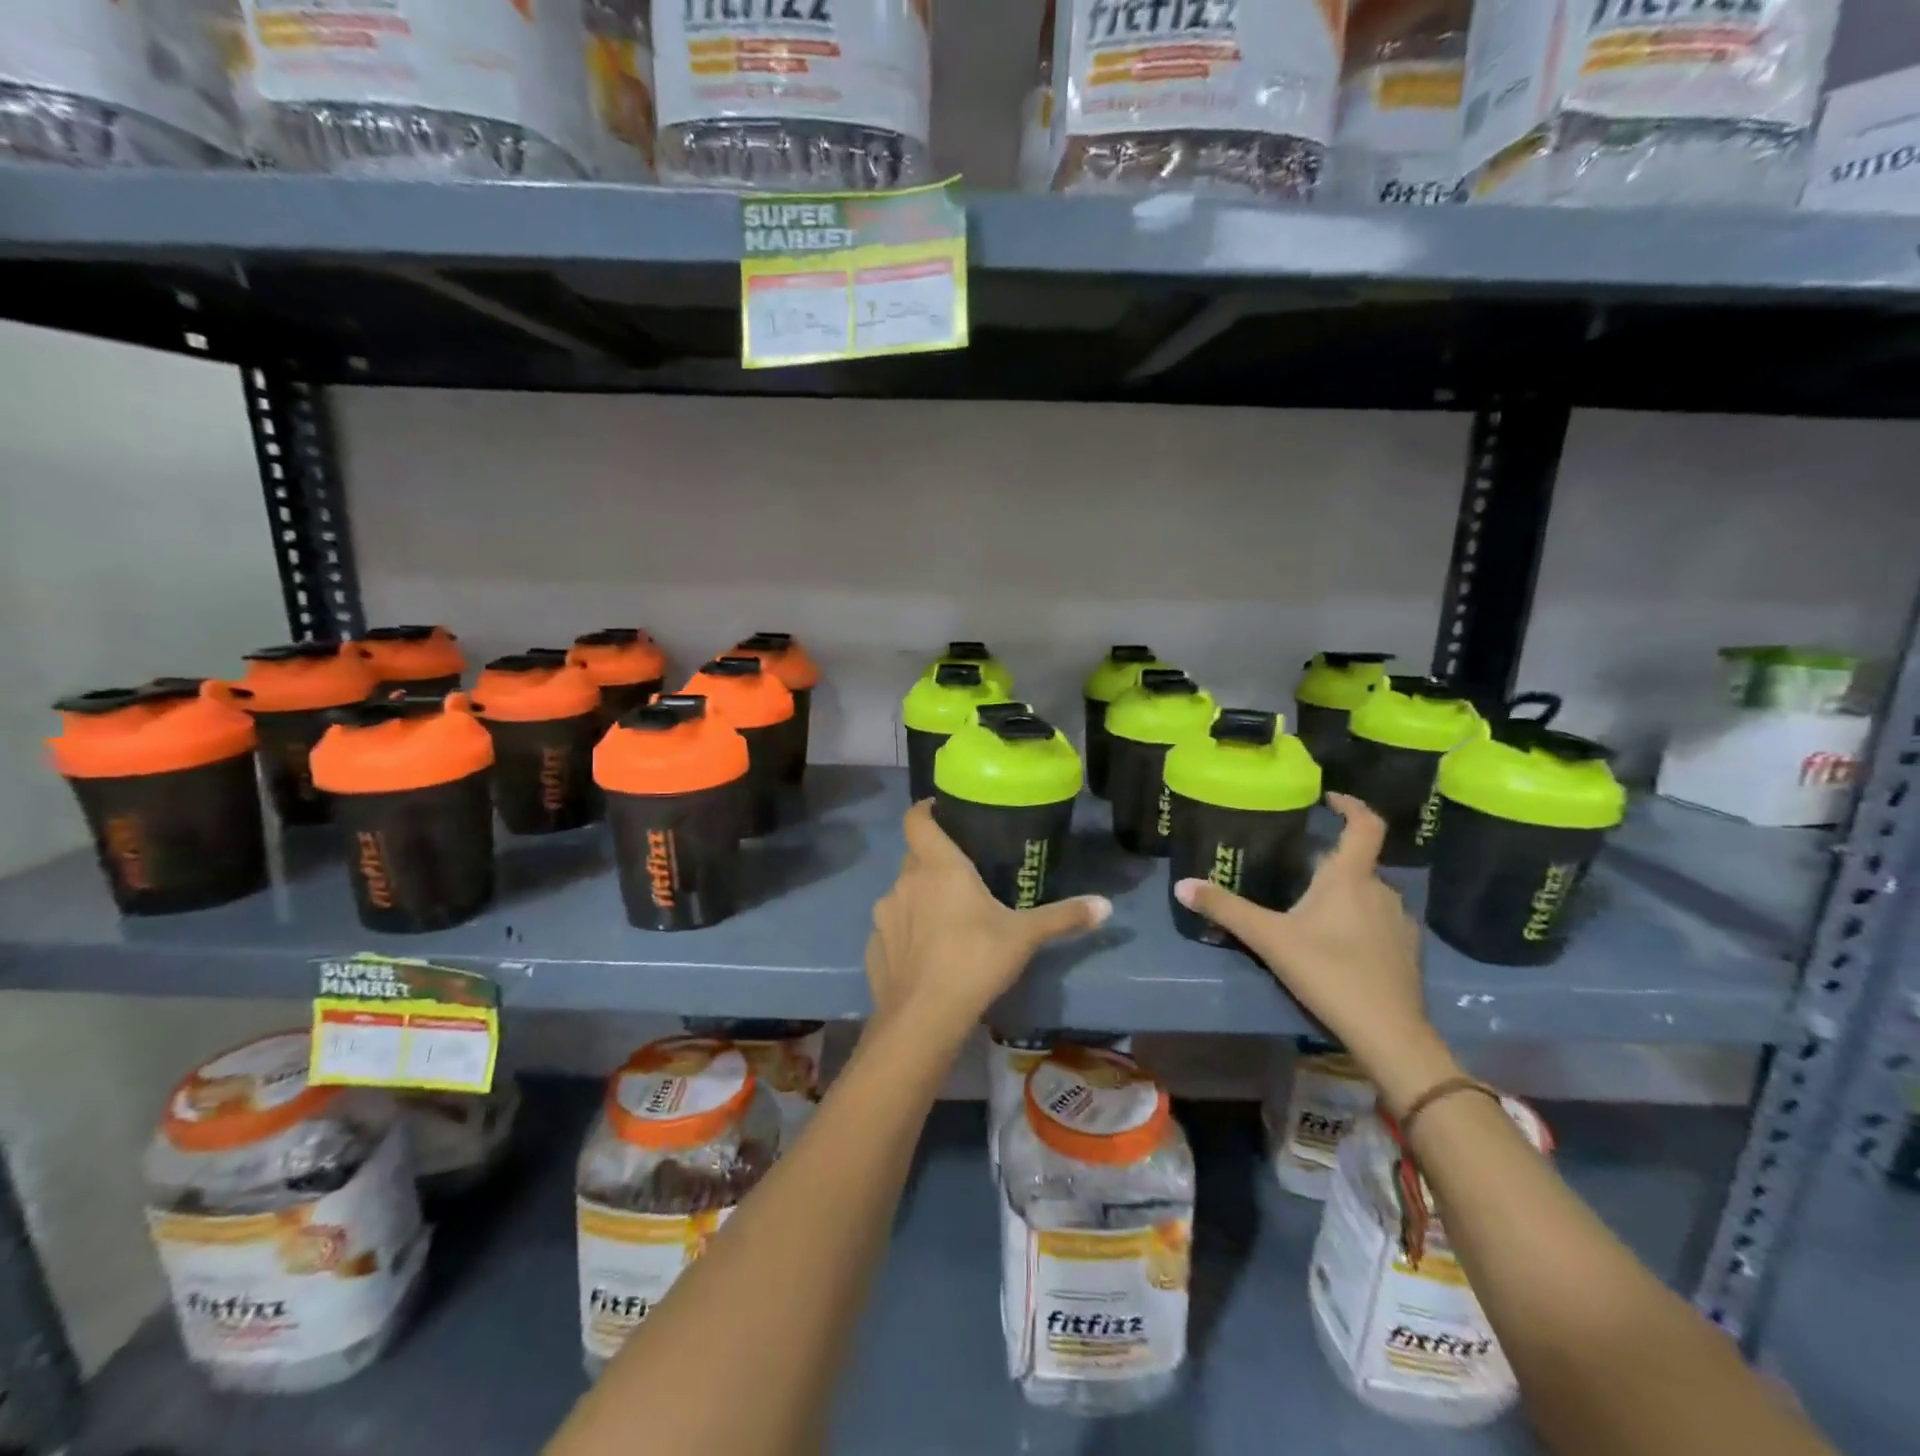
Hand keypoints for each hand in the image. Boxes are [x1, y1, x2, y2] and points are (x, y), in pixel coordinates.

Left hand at [866, 801, 1109, 1032]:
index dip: (926, 810)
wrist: (924, 1017)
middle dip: (932, 859)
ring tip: (945, 917)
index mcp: (938, 866)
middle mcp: (905, 881)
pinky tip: (924, 953)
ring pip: (902, 892)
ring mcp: (884, 914)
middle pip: (914, 856)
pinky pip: (891, 927)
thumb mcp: (1025, 936)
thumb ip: (1064, 916)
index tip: (941, 810)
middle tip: (961, 873)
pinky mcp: (873, 946)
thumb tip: (1106, 905)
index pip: (917, 819)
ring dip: (919, 897)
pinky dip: (905, 932)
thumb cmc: (975, 960)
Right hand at [1173, 793, 1456, 1108]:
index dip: (1351, 805)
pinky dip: (1359, 920)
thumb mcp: (1268, 938)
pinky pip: (1379, 921)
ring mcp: (1399, 922)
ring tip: (1312, 908)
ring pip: (1368, 893)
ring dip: (1344, 893)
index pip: (1365, 825)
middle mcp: (1381, 891)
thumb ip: (1225, 909)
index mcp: (1350, 878)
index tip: (1330, 799)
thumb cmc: (1328, 972)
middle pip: (1358, 863)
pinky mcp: (1406, 952)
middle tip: (1295, 870)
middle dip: (1329, 862)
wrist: (1388, 1032)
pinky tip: (1337, 944)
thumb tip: (1181, 884)